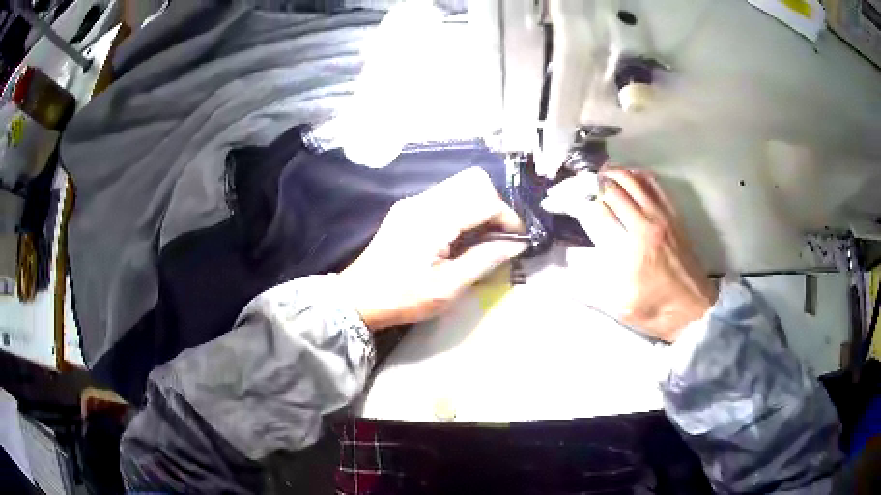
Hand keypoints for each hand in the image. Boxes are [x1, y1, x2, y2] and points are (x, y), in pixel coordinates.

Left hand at [340, 167, 526, 330]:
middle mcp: (423, 201)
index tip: (516, 240)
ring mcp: (413, 203)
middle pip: (472, 181)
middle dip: (494, 205)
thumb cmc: (403, 297)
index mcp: (434, 219)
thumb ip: (484, 260)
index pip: (484, 199)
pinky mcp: (407, 209)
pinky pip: (444, 197)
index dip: (507, 217)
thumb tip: (516, 244)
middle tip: (498, 236)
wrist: (357, 298)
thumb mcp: (448, 287)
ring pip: (459, 186)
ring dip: (478, 206)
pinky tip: (459, 236)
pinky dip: (461, 209)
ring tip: (481, 238)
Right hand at [542, 168, 716, 342]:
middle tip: (570, 187)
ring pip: (630, 179)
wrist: (694, 310)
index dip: (569, 202)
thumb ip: (588, 284)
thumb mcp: (618, 306)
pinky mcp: (673, 215)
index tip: (554, 202)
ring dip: (608, 174)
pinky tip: (625, 178)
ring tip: (593, 179)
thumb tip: (566, 261)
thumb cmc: (656, 312)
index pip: (593, 212)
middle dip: (584, 184)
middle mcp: (644, 225)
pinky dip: (635, 174)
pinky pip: (653, 183)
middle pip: (609, 189)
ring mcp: (662, 216)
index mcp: (628, 251)